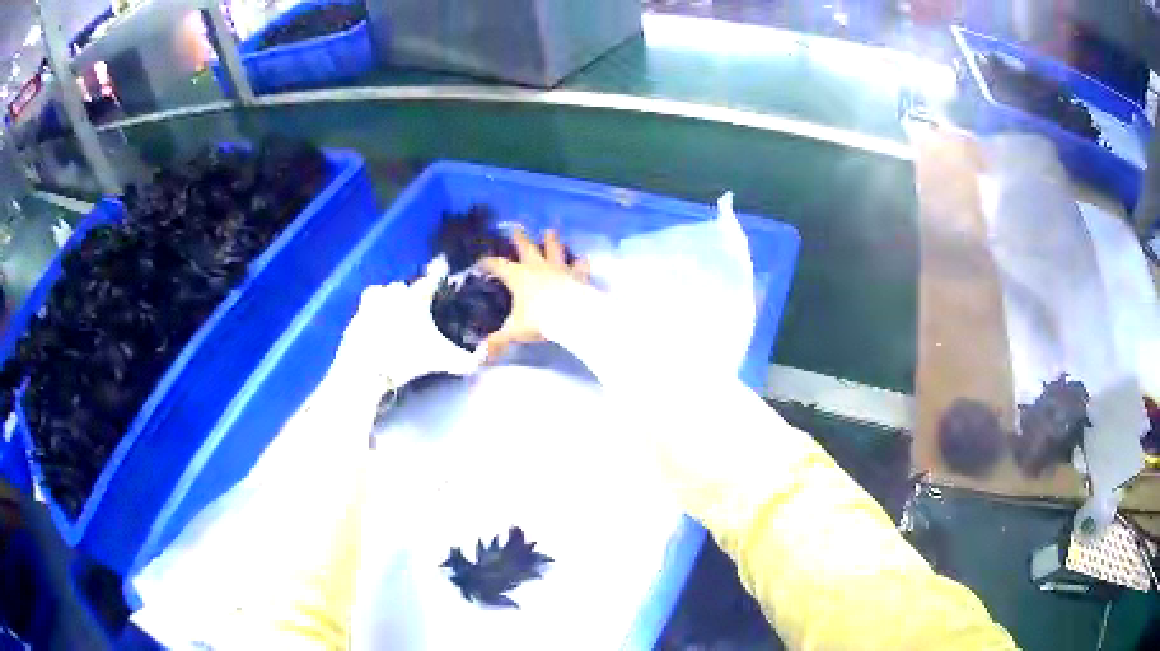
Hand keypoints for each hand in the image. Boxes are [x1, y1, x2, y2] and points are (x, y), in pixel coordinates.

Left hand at [337, 265, 484, 386]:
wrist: (365, 369)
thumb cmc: (405, 357)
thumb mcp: (440, 360)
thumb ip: (465, 360)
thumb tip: (483, 355)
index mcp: (415, 297)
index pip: (431, 278)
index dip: (437, 276)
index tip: (441, 272)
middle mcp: (393, 293)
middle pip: (403, 286)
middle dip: (410, 294)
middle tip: (416, 310)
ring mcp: (370, 304)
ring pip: (380, 293)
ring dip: (386, 300)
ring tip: (392, 316)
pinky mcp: (354, 319)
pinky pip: (365, 312)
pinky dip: (370, 318)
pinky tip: (376, 331)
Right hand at [481, 228, 589, 359]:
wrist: (571, 316)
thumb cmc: (539, 320)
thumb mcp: (514, 332)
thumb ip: (498, 341)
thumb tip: (480, 358)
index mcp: (517, 277)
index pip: (498, 265)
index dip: (489, 263)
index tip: (482, 261)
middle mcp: (537, 267)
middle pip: (526, 248)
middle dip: (519, 238)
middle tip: (516, 228)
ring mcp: (559, 269)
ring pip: (554, 249)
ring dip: (551, 241)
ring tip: (550, 232)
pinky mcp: (578, 275)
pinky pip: (580, 266)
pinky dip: (581, 262)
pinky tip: (583, 259)